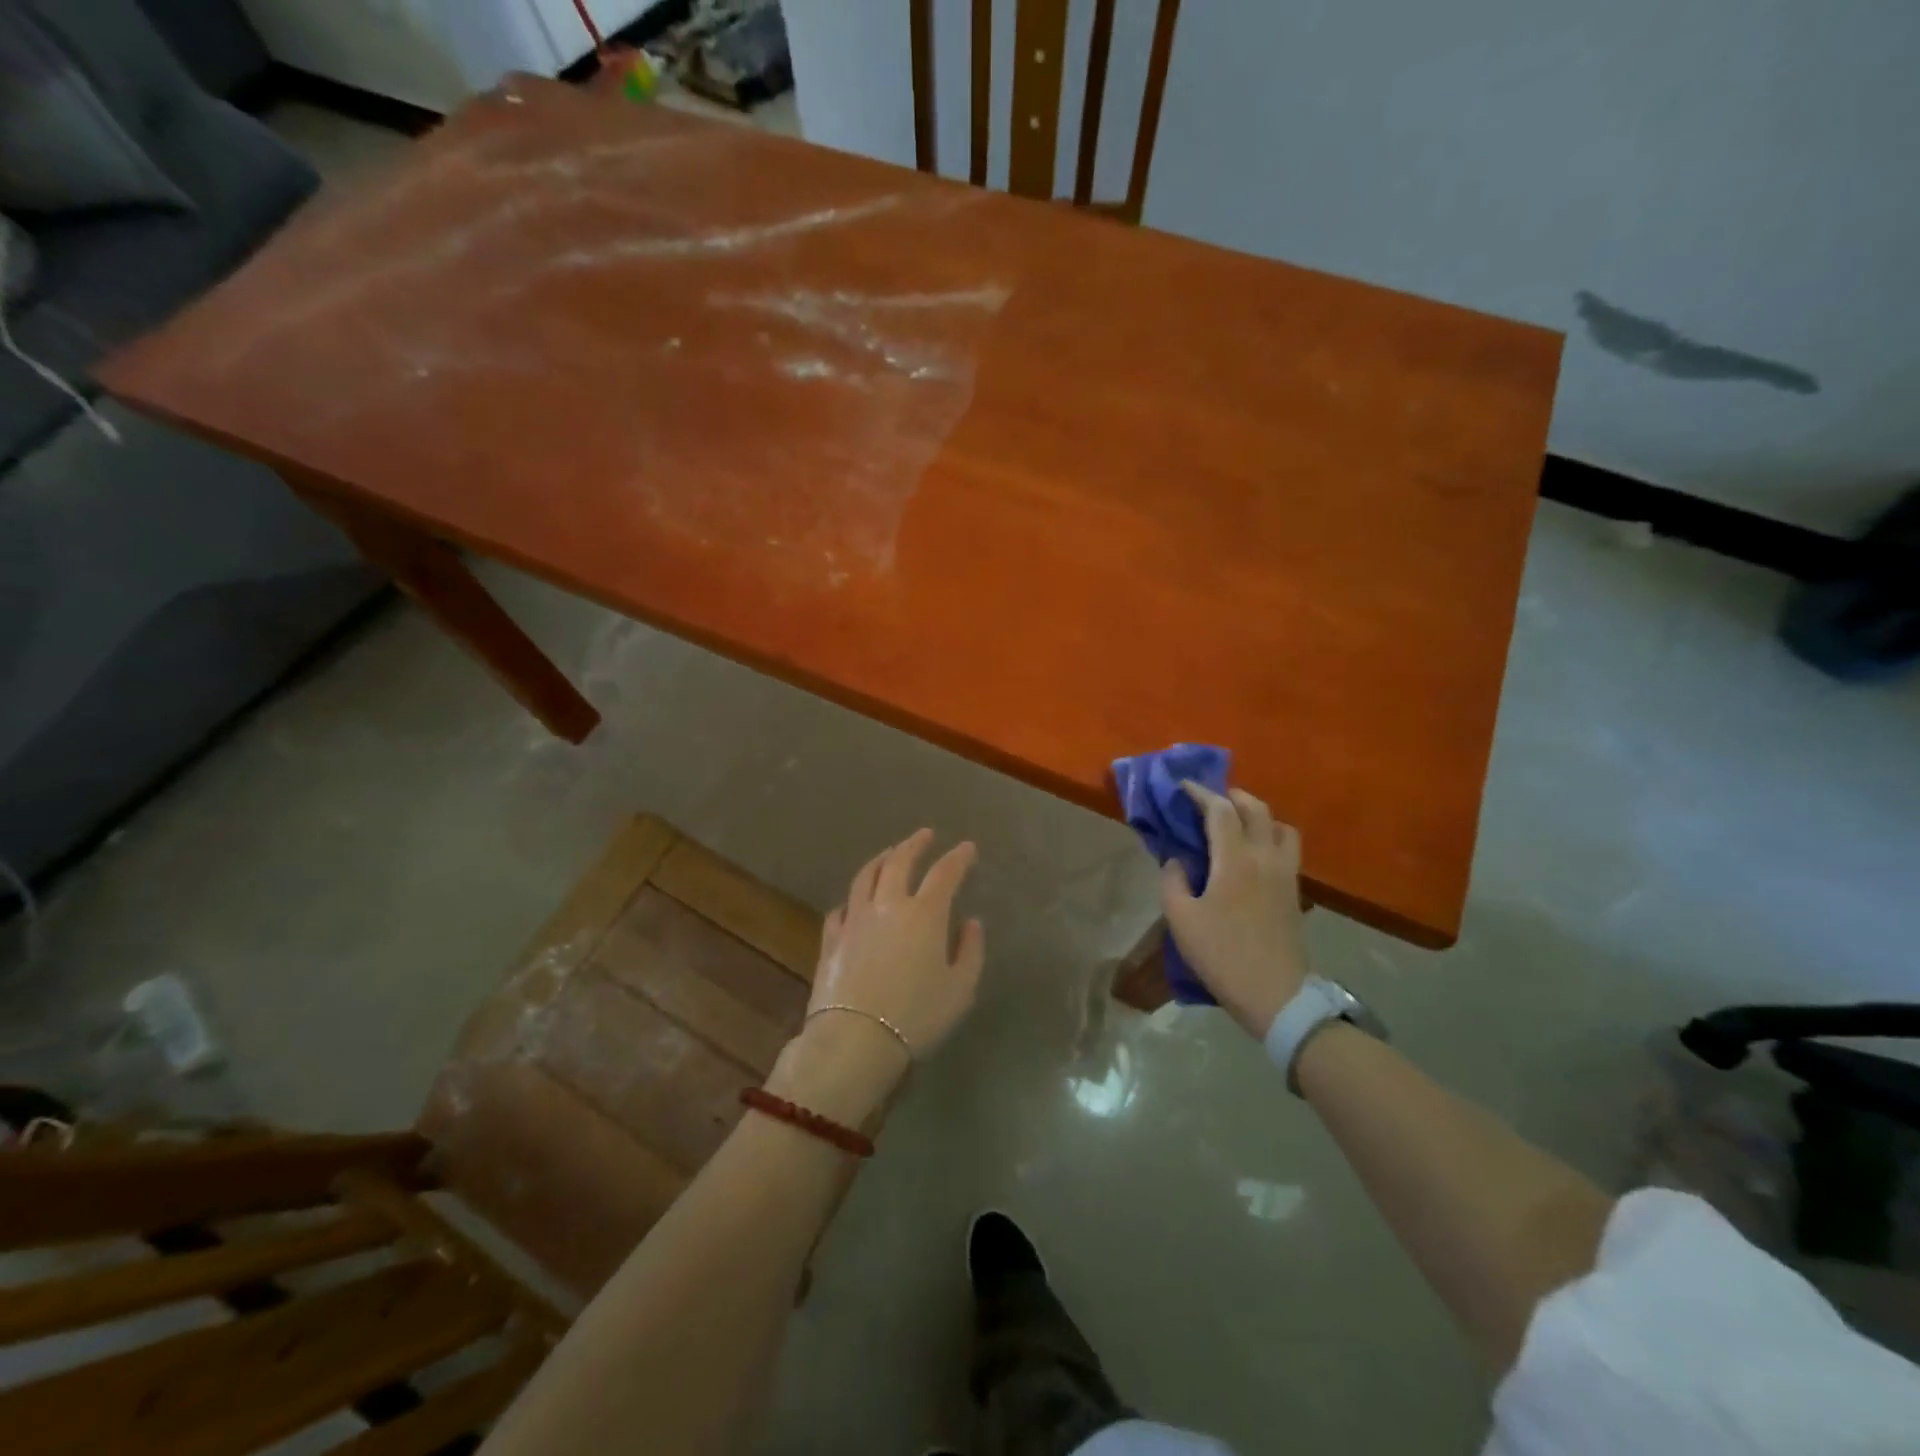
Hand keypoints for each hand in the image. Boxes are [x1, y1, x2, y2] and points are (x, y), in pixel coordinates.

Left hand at [807, 829, 985, 1059]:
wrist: (855, 1040)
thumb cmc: (916, 1016)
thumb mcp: (960, 989)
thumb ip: (970, 951)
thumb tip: (971, 923)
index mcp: (925, 914)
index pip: (945, 873)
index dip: (958, 857)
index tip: (968, 848)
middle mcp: (888, 905)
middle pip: (900, 862)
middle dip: (914, 844)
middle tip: (925, 834)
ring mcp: (855, 919)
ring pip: (866, 876)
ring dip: (881, 859)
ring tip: (890, 853)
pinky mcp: (831, 939)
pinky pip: (841, 908)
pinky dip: (853, 898)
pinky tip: (856, 901)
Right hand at [1160, 783, 1308, 1037]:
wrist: (1276, 996)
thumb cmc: (1222, 955)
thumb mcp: (1181, 919)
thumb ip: (1173, 881)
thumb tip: (1177, 860)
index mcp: (1235, 859)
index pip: (1220, 810)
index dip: (1200, 793)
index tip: (1182, 787)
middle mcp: (1265, 857)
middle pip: (1256, 808)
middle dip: (1232, 796)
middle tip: (1209, 801)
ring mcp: (1286, 874)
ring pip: (1280, 826)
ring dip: (1258, 816)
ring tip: (1237, 825)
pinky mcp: (1295, 892)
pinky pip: (1288, 848)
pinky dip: (1270, 838)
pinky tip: (1253, 855)